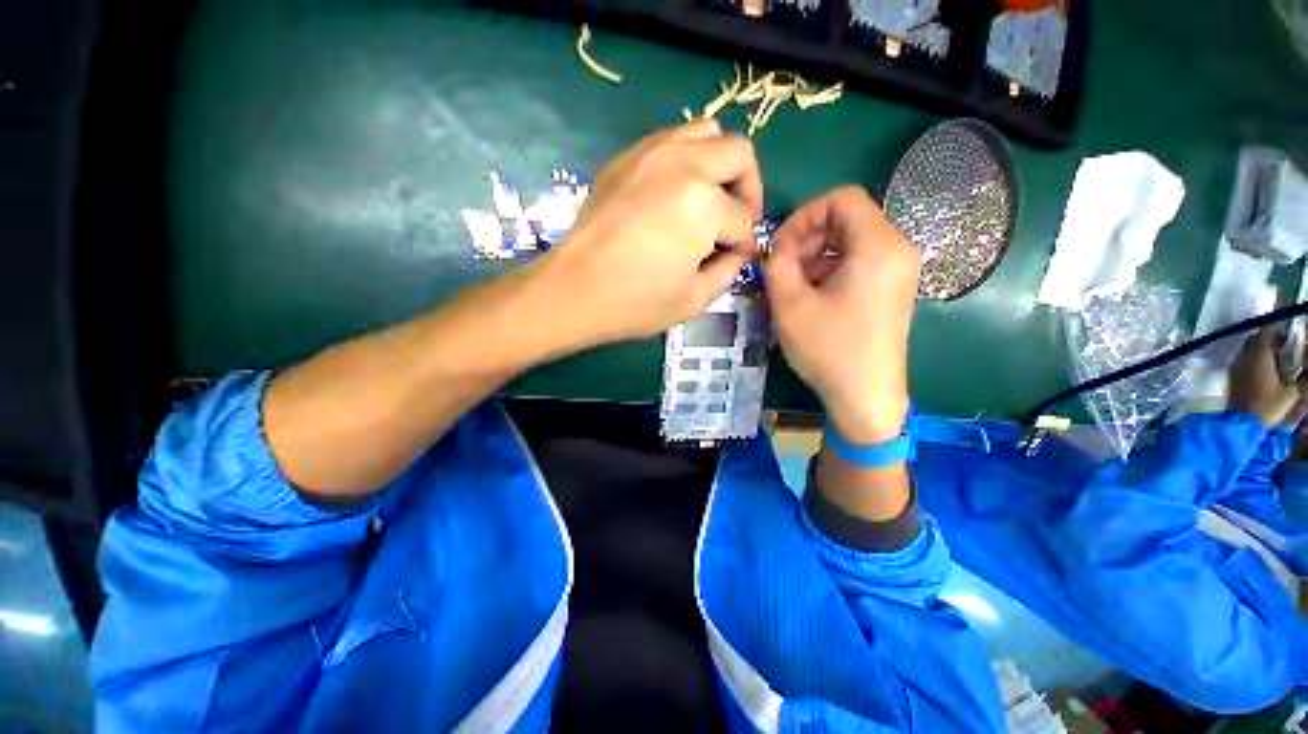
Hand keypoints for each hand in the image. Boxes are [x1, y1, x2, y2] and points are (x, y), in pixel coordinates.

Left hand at [527, 120, 762, 347]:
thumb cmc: (635, 302)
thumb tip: (736, 251)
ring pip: (707, 132)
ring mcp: (652, 152)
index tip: (736, 259)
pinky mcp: (626, 157)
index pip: (743, 220)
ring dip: (719, 165)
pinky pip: (672, 140)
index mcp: (704, 205)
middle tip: (736, 221)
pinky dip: (687, 160)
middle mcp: (684, 164)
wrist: (573, 290)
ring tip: (709, 201)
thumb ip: (728, 270)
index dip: (745, 244)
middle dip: (748, 190)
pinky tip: (676, 195)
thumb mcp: (694, 299)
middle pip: (739, 155)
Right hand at [764, 187, 919, 442]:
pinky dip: (830, 270)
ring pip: (850, 242)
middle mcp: (897, 249)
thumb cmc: (829, 349)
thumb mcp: (790, 304)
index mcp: (879, 245)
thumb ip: (777, 264)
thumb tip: (775, 248)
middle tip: (781, 268)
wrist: (866, 396)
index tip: (780, 246)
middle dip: (807, 238)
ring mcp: (898, 271)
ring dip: (815, 256)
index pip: (842, 198)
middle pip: (847, 219)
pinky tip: (811, 298)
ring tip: (791, 287)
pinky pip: (858, 263)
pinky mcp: (892, 289)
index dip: (804, 215)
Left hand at [1228, 326, 1307, 425]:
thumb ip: (1304, 377)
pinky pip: (1244, 358)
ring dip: (1263, 348)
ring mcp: (1236, 364)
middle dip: (1272, 339)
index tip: (1292, 336)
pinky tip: (1267, 368)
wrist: (1241, 423)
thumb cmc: (1267, 405)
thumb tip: (1307, 368)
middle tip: (1287, 347)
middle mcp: (1244, 355)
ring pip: (1250, 347)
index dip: (1280, 330)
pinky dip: (1255, 358)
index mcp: (1258, 354)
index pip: (1267, 330)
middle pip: (1257, 337)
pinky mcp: (1233, 374)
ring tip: (1279, 358)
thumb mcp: (1292, 391)